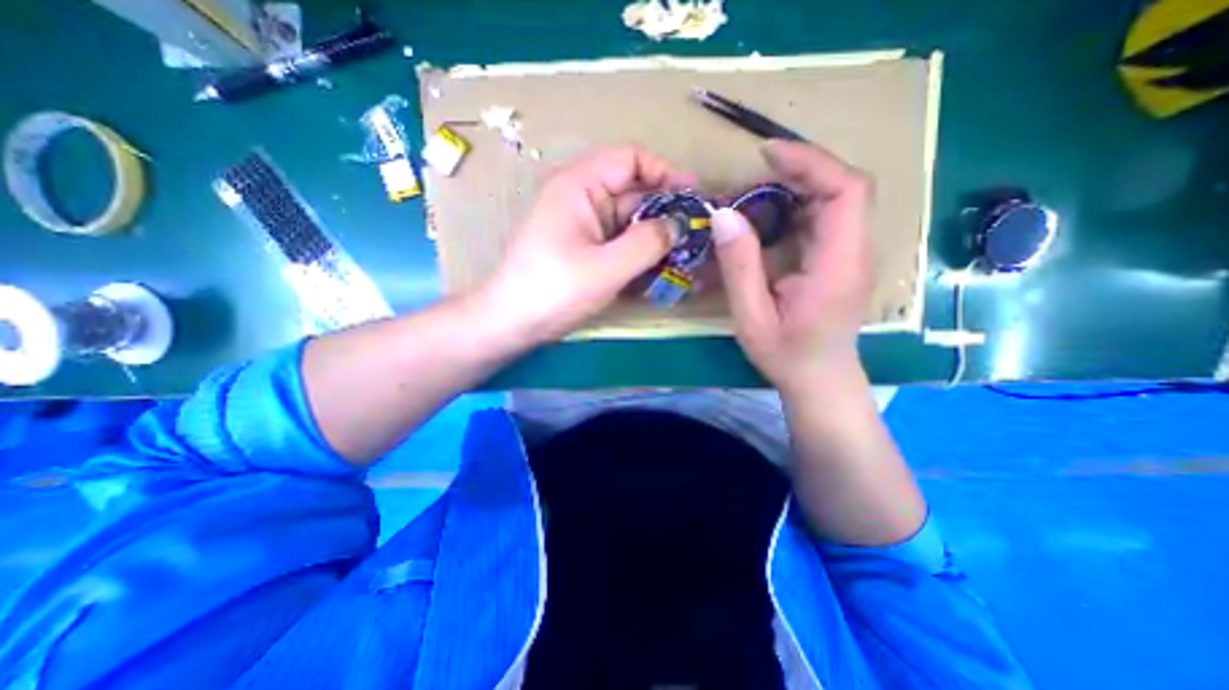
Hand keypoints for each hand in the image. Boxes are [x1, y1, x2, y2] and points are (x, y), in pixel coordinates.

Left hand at [478, 144, 696, 342]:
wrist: (513, 322)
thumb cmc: (554, 290)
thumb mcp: (606, 267)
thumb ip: (647, 243)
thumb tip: (680, 224)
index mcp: (580, 186)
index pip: (630, 160)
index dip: (664, 172)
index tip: (693, 196)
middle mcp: (583, 199)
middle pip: (634, 193)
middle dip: (667, 211)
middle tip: (699, 233)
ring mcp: (584, 226)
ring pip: (630, 222)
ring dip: (657, 236)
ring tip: (688, 254)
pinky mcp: (586, 249)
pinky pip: (620, 242)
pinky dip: (641, 252)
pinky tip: (662, 268)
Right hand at [710, 138, 871, 393]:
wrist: (821, 380)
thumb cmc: (786, 355)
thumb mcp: (751, 316)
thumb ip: (739, 266)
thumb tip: (723, 215)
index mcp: (838, 265)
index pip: (845, 191)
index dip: (811, 162)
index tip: (767, 154)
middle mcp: (856, 252)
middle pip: (846, 187)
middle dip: (803, 167)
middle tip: (757, 169)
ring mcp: (854, 254)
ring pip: (839, 199)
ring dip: (801, 183)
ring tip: (759, 187)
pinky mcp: (844, 260)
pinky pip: (829, 218)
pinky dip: (801, 204)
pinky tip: (772, 214)